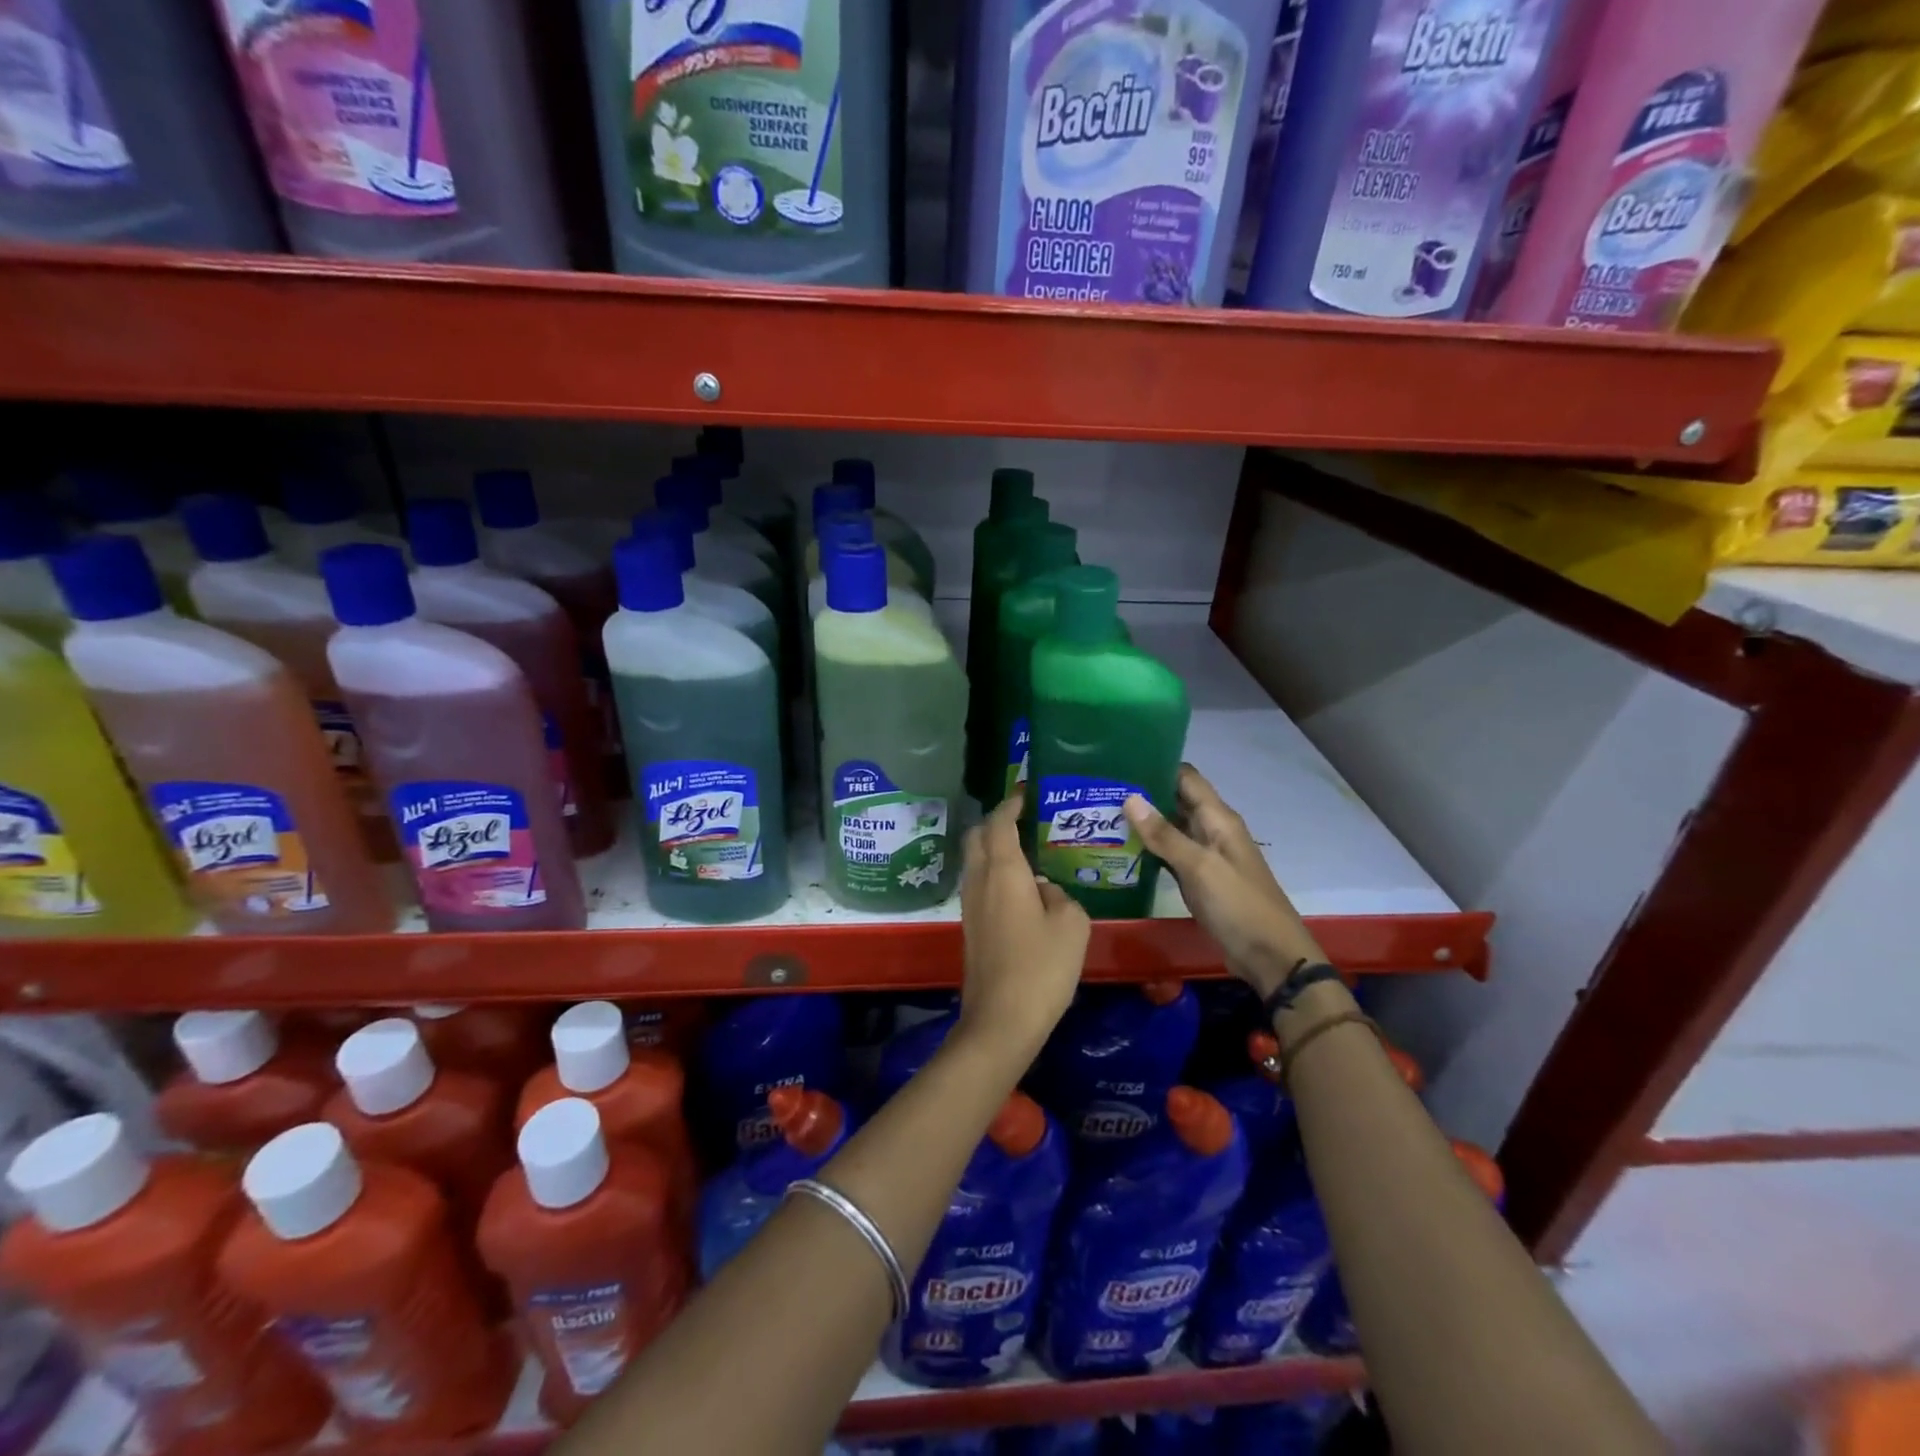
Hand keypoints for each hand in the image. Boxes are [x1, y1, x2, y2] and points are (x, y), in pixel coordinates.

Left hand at [957, 792, 1089, 1063]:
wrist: (1002, 1019)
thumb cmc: (1041, 967)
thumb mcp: (1071, 924)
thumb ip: (1060, 895)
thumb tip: (1044, 890)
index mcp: (1003, 870)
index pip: (1000, 822)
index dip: (1011, 803)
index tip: (1026, 792)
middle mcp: (979, 880)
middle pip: (977, 836)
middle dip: (996, 821)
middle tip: (1025, 819)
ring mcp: (970, 904)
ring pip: (975, 861)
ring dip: (993, 847)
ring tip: (1026, 848)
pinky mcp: (970, 926)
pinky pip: (979, 883)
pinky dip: (993, 871)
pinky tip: (1020, 885)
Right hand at [1125, 765, 1323, 995]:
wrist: (1270, 956)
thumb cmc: (1238, 904)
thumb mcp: (1199, 867)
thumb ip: (1164, 834)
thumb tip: (1130, 797)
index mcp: (1218, 819)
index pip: (1186, 778)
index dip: (1157, 765)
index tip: (1120, 762)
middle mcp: (1212, 830)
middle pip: (1175, 800)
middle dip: (1143, 793)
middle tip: (1101, 790)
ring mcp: (1205, 856)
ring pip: (1171, 828)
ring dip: (1143, 822)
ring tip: (1102, 815)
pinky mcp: (1199, 879)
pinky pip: (1171, 855)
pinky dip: (1150, 849)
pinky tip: (1122, 849)